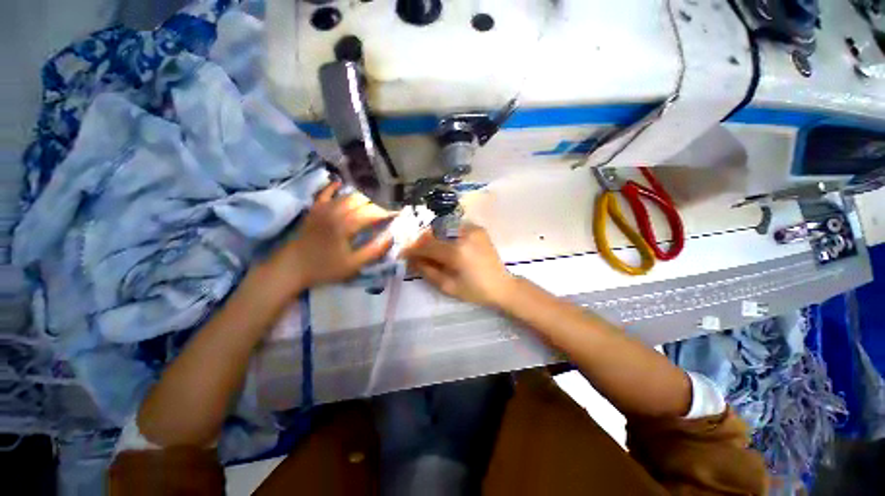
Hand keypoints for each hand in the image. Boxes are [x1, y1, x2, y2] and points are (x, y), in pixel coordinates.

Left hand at [271, 182, 393, 292]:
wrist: (291, 268)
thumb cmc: (324, 268)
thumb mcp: (353, 264)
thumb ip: (374, 250)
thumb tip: (391, 236)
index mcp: (346, 225)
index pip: (372, 212)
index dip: (386, 213)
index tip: (395, 216)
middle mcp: (336, 211)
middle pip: (362, 201)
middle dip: (376, 206)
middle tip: (383, 216)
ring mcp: (323, 208)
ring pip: (347, 195)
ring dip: (362, 199)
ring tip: (370, 208)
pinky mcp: (314, 209)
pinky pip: (325, 193)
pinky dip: (335, 188)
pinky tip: (341, 185)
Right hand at [403, 224, 515, 307]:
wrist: (502, 285)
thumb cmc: (475, 291)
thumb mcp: (448, 286)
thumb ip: (427, 271)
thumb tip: (411, 259)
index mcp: (457, 253)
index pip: (427, 245)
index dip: (412, 249)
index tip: (403, 253)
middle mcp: (464, 235)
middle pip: (433, 232)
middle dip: (420, 241)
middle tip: (414, 250)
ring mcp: (472, 229)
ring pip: (443, 227)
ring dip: (432, 235)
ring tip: (428, 247)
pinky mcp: (478, 228)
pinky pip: (455, 226)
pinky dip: (445, 233)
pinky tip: (445, 242)